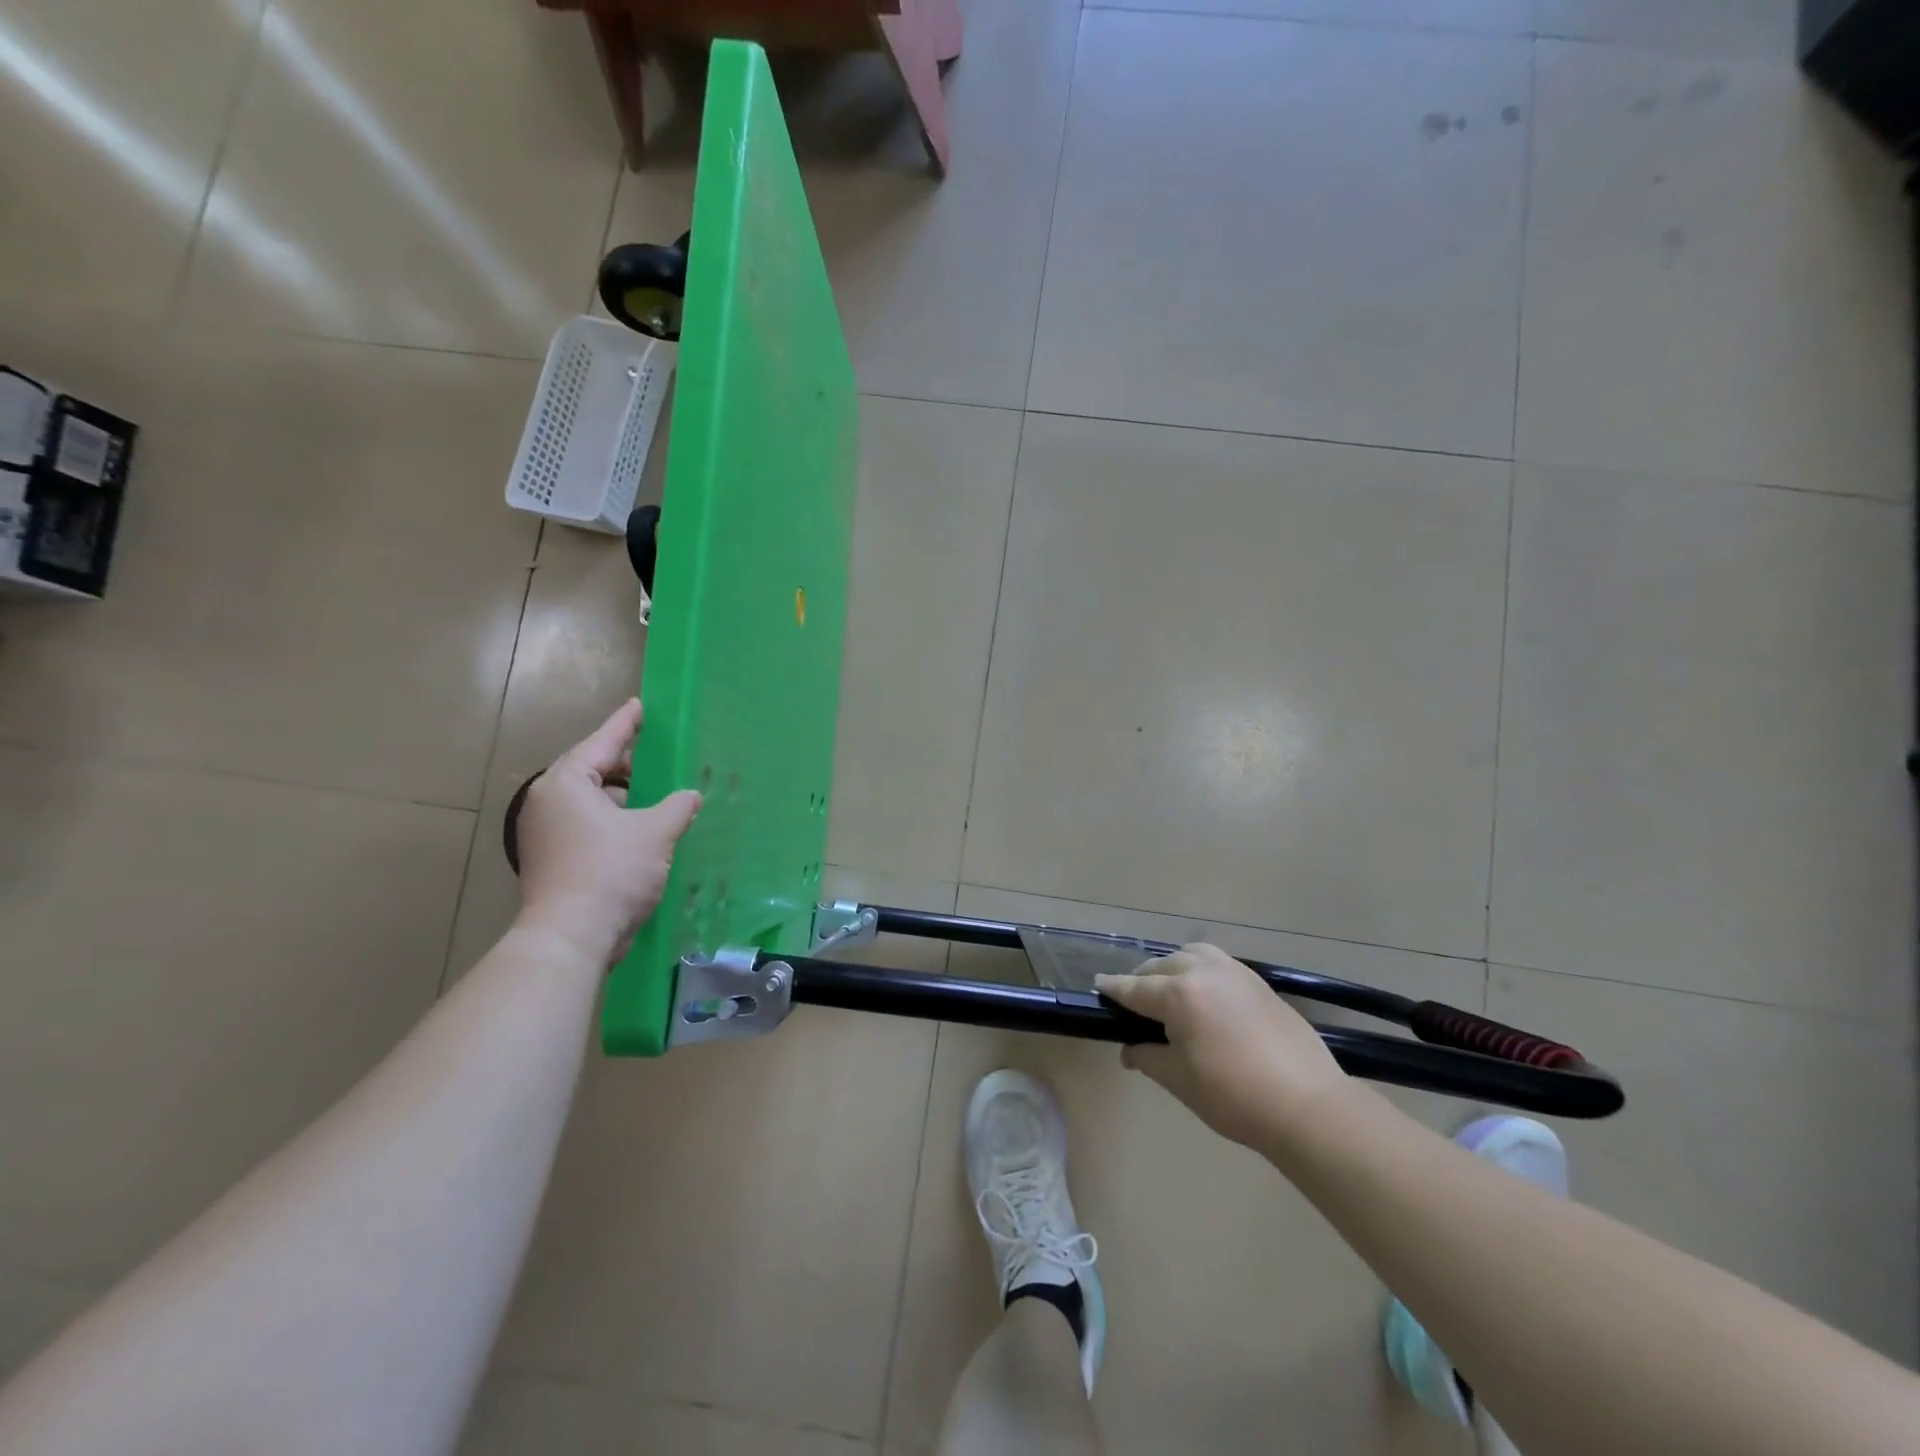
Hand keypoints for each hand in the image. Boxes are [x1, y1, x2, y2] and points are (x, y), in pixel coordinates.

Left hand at [514, 699, 701, 966]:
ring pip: (590, 801)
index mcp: (567, 783)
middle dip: (626, 764)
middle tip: (657, 757)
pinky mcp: (552, 859)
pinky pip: (587, 825)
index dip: (626, 724)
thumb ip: (678, 806)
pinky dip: (613, 820)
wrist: (572, 936)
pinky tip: (641, 829)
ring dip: (622, 797)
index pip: (602, 742)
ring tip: (656, 795)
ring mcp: (545, 833)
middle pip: (592, 770)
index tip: (640, 706)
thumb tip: (691, 796)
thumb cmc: (612, 871)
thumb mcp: (656, 832)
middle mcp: (548, 802)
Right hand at [1097, 944, 1348, 1150]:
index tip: (1098, 985)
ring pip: (1190, 955)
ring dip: (1172, 967)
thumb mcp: (1180, 1081)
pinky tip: (1203, 992)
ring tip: (1169, 989)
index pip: (1135, 987)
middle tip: (1133, 1000)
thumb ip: (1149, 1058)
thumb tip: (1130, 1050)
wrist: (1308, 1104)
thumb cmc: (1234, 1096)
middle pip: (1160, 966)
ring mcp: (1234, 972)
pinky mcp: (1257, 981)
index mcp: (1178, 994)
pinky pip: (1217, 962)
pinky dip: (1199, 968)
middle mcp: (1203, 972)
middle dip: (1142, 978)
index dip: (1114, 988)